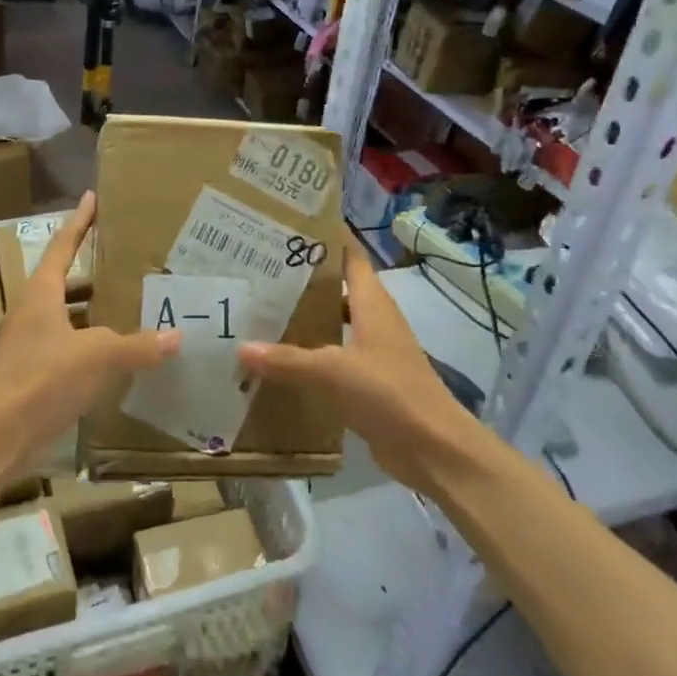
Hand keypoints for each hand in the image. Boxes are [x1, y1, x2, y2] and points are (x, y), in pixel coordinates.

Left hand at [0, 191, 179, 462]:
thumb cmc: (42, 379)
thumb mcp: (97, 355)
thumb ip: (137, 345)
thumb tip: (177, 335)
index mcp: (40, 293)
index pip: (62, 246)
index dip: (79, 222)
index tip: (92, 198)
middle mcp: (30, 312)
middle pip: (63, 282)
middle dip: (92, 272)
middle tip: (127, 262)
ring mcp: (27, 344)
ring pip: (65, 317)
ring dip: (91, 311)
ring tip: (128, 307)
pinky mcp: (31, 374)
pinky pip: (66, 347)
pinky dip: (88, 345)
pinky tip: (113, 357)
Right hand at [238, 230, 475, 498]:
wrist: (434, 449)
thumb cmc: (389, 393)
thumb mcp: (334, 372)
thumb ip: (287, 360)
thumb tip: (242, 348)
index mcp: (373, 304)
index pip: (351, 258)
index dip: (328, 239)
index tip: (292, 226)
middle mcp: (375, 321)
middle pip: (338, 290)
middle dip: (304, 281)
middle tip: (260, 272)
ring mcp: (374, 354)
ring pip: (334, 326)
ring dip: (306, 320)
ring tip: (262, 313)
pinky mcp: (369, 384)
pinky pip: (333, 361)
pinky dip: (310, 357)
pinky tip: (279, 363)